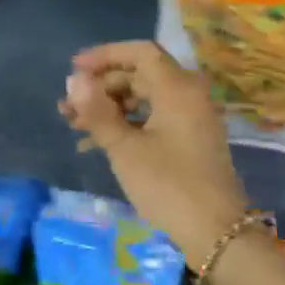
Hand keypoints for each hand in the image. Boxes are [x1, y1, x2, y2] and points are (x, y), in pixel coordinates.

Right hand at [60, 41, 249, 260]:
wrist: (216, 231)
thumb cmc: (168, 185)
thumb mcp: (125, 149)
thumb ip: (98, 112)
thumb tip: (74, 81)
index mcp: (178, 87)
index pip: (140, 52)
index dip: (105, 55)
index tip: (74, 69)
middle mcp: (189, 94)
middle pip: (140, 75)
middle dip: (102, 88)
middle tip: (68, 107)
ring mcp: (193, 116)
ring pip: (145, 98)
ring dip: (111, 108)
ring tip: (75, 126)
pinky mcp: (191, 138)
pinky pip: (155, 117)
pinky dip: (128, 124)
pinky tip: (97, 144)